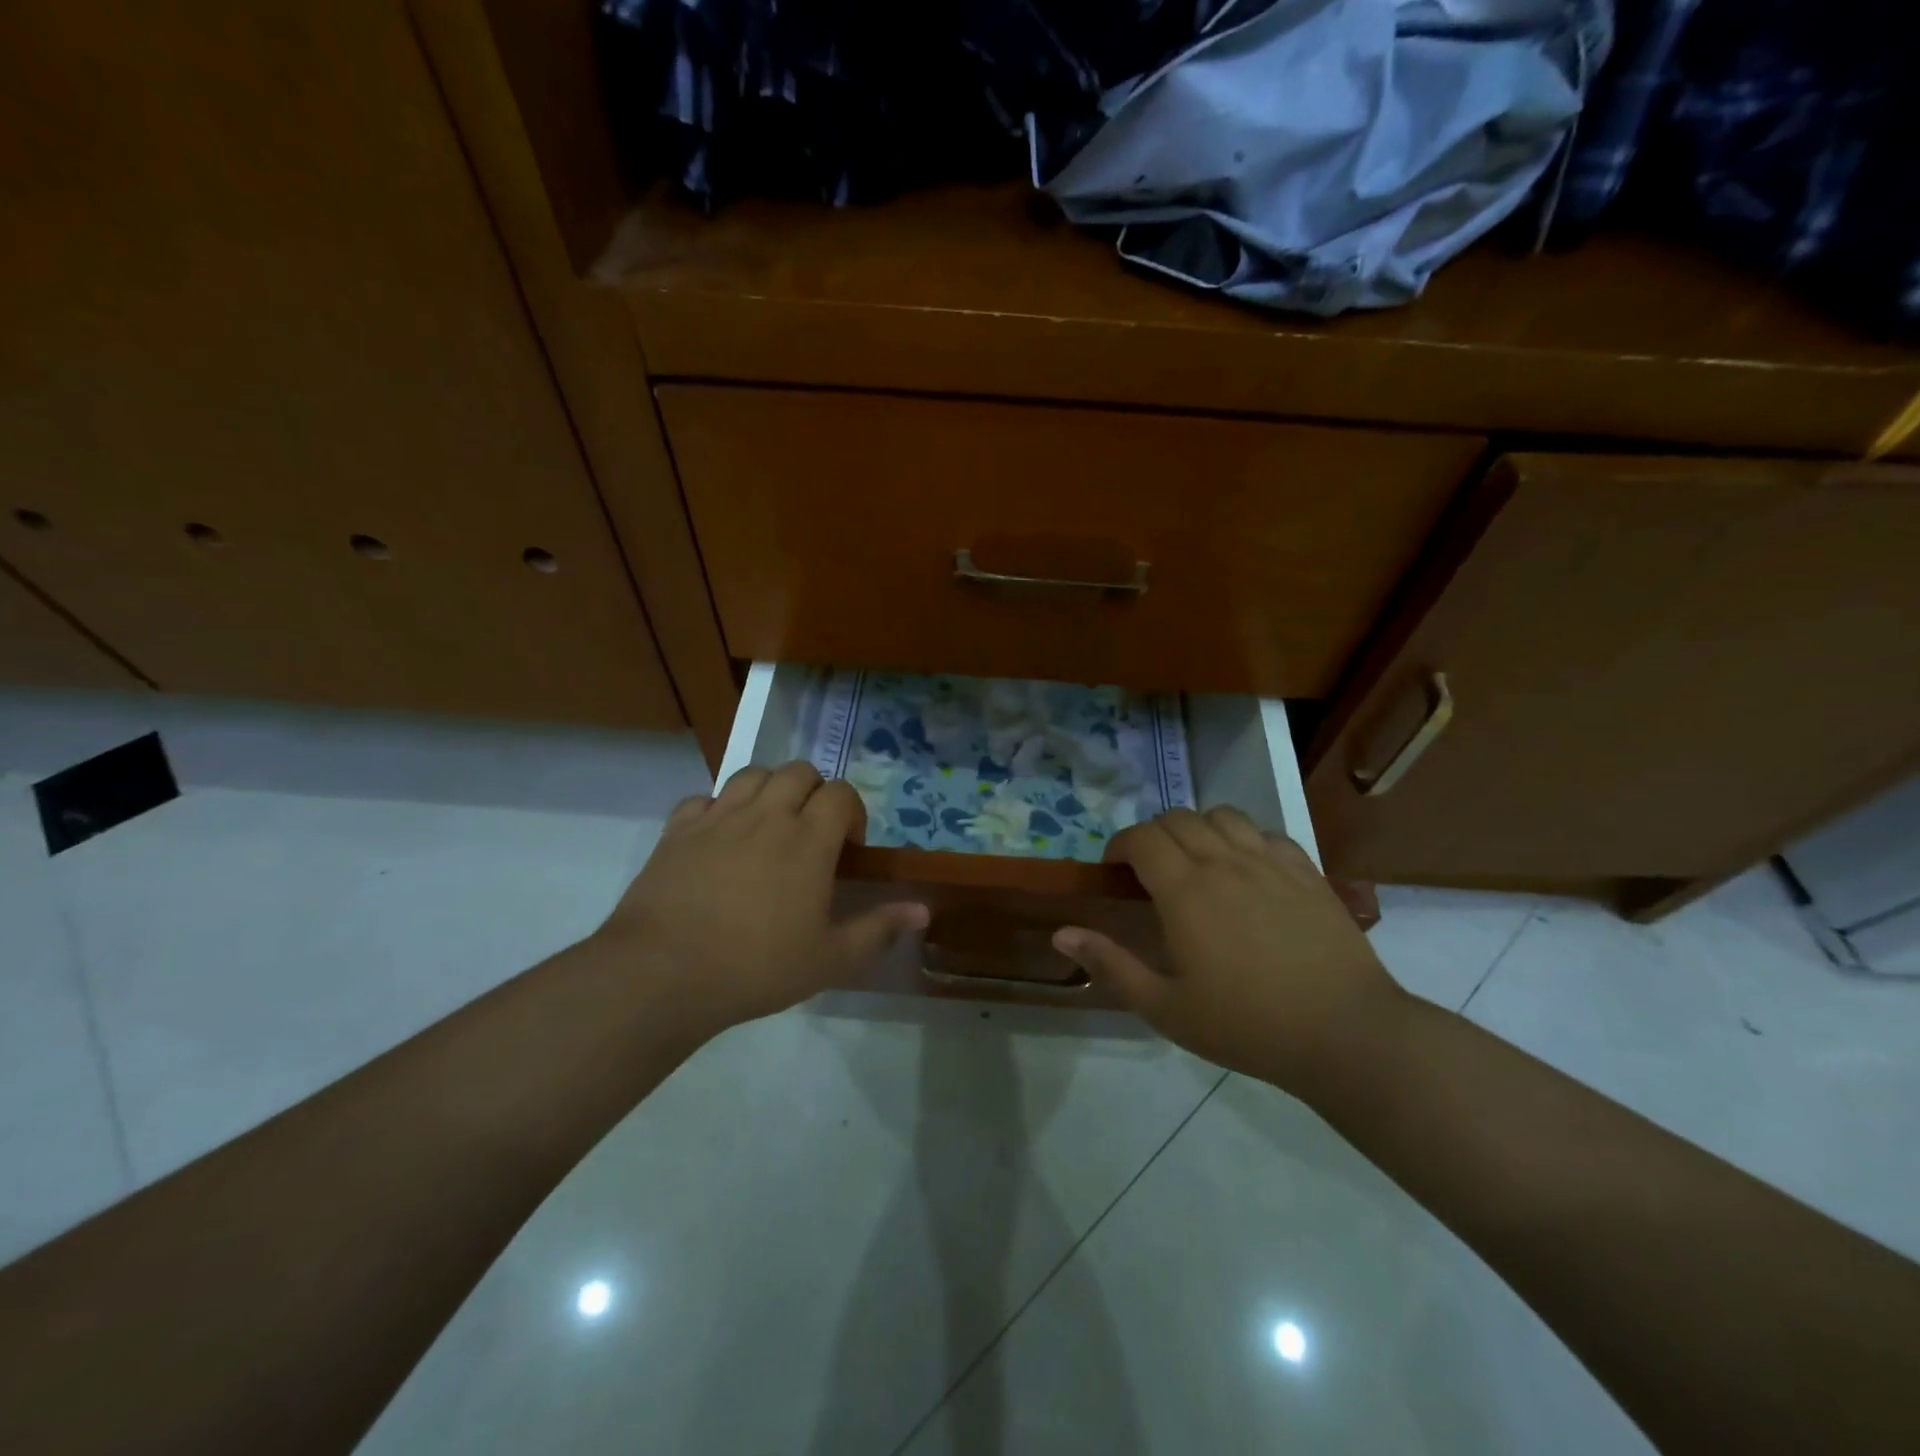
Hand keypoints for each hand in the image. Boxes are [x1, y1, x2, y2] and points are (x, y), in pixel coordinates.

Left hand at [593, 762, 928, 1035]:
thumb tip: (923, 910)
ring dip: (769, 790)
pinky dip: (718, 809)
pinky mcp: (677, 830)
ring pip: (752, 774)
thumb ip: (879, 928)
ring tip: (768, 827)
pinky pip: (703, 798)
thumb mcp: (830, 959)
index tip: (847, 849)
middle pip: (798, 771)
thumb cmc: (757, 967)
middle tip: (810, 833)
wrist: (663, 974)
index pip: (840, 794)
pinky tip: (719, 839)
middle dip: (813, 792)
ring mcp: (718, 818)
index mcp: (808, 839)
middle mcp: (766, 815)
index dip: (851, 812)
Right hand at [1053, 807, 1406, 1095]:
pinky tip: (1247, 870)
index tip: (1115, 870)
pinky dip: (1244, 839)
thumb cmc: (1246, 1025)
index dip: (1120, 845)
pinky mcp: (1306, 870)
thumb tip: (1061, 933)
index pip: (1142, 838)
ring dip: (1198, 829)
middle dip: (1153, 835)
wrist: (1344, 1032)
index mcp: (1185, 890)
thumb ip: (1111, 965)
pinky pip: (1265, 832)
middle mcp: (1224, 861)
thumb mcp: (1165, 1008)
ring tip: (1197, 861)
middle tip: (1150, 871)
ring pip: (1222, 815)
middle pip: (1177, 819)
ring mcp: (1269, 861)